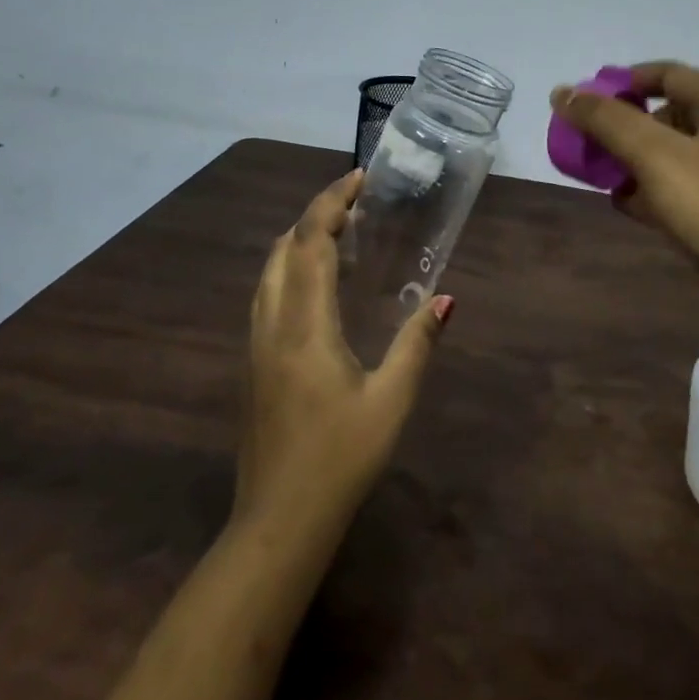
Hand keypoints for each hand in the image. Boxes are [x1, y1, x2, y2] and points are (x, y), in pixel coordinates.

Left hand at [233, 170, 450, 540]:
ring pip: (269, 270)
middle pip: (283, 247)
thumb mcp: (391, 402)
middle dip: (315, 215)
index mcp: (304, 325)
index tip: (359, 178)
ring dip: (299, 240)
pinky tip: (317, 286)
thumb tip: (446, 299)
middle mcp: (271, 324)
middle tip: (356, 204)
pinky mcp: (253, 363)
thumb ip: (416, 346)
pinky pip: (267, 294)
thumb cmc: (340, 459)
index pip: (311, 242)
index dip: (332, 202)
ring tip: (340, 234)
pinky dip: (290, 269)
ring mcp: (255, 344)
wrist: (279, 521)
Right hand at [550, 60, 698, 298]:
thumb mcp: (653, 155)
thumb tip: (563, 92)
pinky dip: (656, 192)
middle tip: (595, 142)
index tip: (591, 97)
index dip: (628, 79)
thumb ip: (606, 120)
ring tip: (605, 177)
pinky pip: (687, 190)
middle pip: (673, 115)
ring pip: (678, 157)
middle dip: (629, 126)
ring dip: (639, 162)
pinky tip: (630, 208)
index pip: (672, 74)